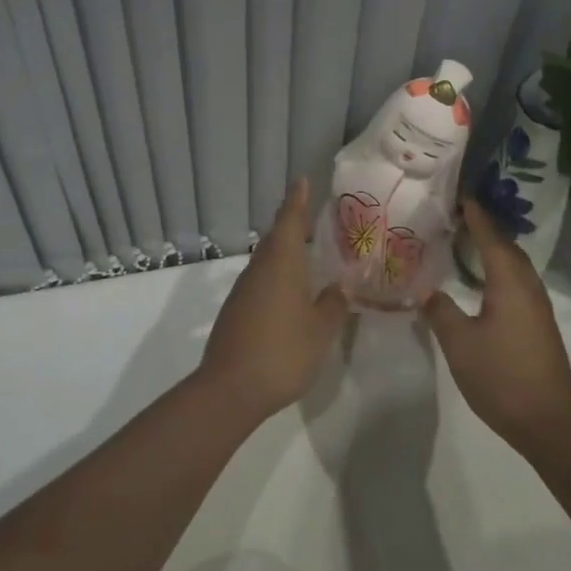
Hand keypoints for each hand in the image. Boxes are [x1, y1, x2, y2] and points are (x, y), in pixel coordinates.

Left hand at [198, 180, 350, 424]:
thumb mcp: (321, 330)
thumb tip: (339, 288)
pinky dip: (277, 278)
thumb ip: (333, 305)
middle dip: (293, 225)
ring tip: (308, 256)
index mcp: (282, 263)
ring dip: (285, 254)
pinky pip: (260, 282)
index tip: (302, 180)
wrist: (230, 389)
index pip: (290, 221)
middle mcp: (259, 269)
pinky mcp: (235, 312)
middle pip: (277, 239)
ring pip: (267, 262)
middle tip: (313, 217)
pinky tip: (290, 294)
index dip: (297, 200)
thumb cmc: (283, 352)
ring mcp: (243, 291)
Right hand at [423, 201, 570, 445]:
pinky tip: (481, 283)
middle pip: (506, 247)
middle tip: (454, 218)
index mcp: (509, 282)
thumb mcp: (459, 343)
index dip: (474, 216)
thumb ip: (440, 311)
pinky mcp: (538, 324)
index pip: (490, 237)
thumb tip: (425, 291)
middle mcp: (528, 286)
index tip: (458, 196)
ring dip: (492, 250)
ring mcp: (537, 307)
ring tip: (463, 244)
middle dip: (483, 229)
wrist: (548, 422)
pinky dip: (498, 271)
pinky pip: (517, 283)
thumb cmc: (501, 376)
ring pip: (514, 266)